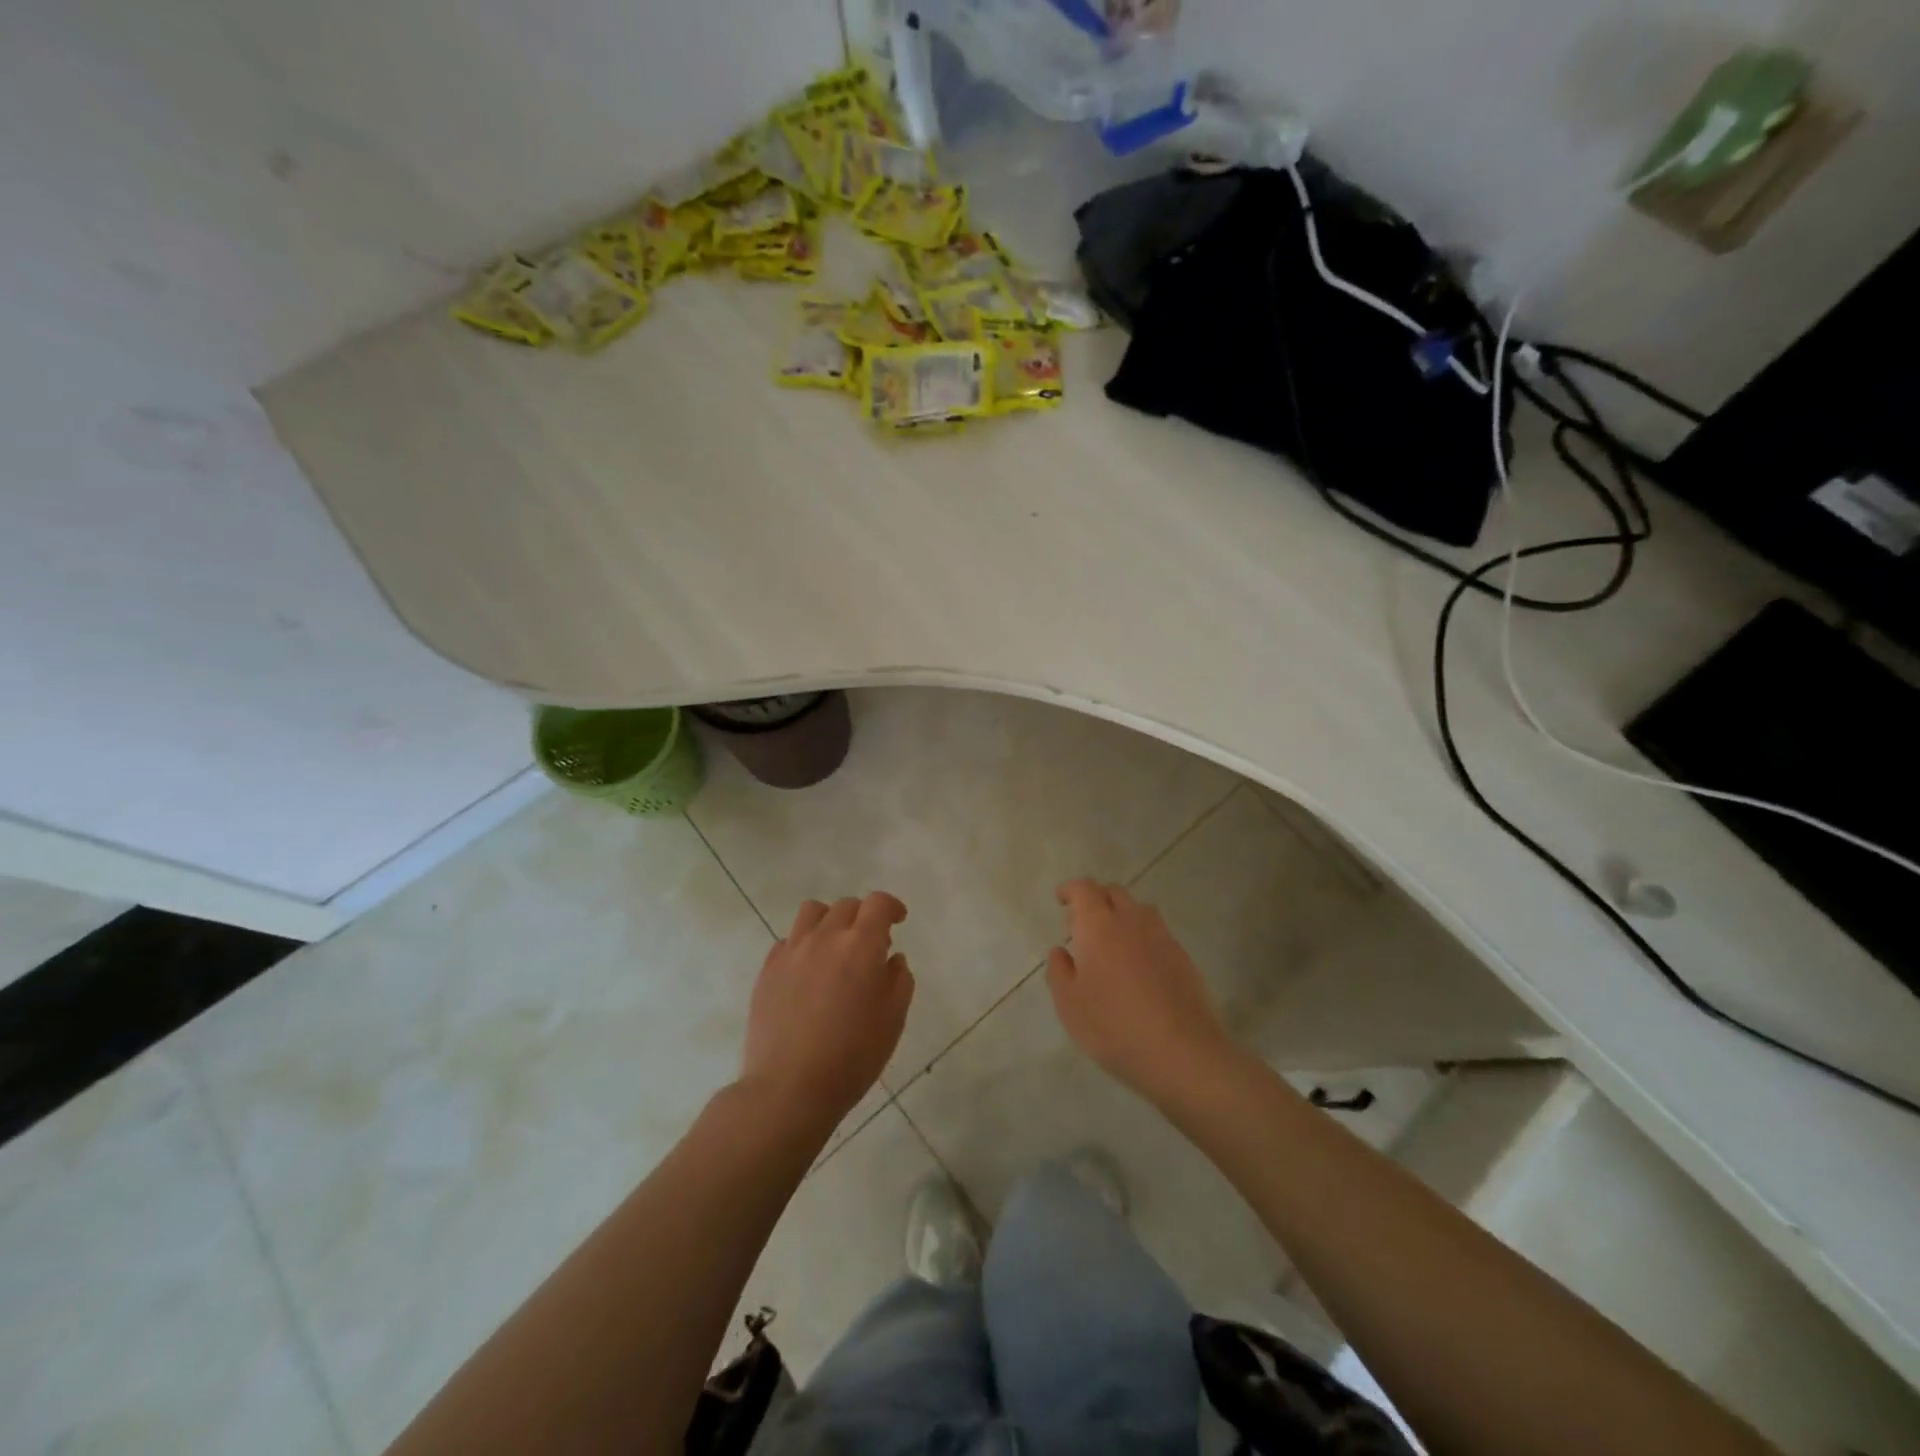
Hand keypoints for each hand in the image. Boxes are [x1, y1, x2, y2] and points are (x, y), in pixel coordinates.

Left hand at [739, 894, 913, 1128]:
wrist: (789, 1088)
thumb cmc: (852, 1055)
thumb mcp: (893, 1019)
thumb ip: (899, 979)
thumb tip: (891, 958)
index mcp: (860, 945)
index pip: (878, 903)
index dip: (891, 906)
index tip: (898, 920)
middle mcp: (825, 937)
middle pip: (846, 906)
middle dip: (863, 917)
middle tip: (870, 946)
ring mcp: (792, 951)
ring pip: (812, 913)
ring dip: (830, 921)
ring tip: (835, 949)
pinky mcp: (768, 969)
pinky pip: (789, 940)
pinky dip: (804, 945)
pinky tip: (809, 973)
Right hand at [1047, 879, 1238, 1102]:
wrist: (1183, 1053)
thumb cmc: (1115, 1026)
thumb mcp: (1070, 1005)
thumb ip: (1059, 972)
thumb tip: (1060, 950)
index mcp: (1099, 926)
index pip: (1084, 889)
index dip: (1071, 890)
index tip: (1061, 899)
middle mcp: (1132, 921)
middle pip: (1114, 893)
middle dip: (1096, 899)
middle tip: (1083, 923)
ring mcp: (1162, 938)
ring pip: (1139, 910)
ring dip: (1122, 915)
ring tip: (1112, 942)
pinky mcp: (1184, 958)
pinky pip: (1158, 933)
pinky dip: (1143, 937)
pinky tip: (1139, 966)